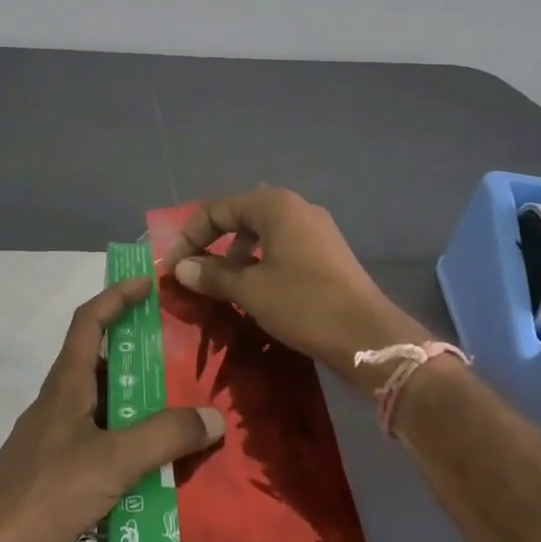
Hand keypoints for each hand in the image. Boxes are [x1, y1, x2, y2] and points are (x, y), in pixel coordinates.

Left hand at [0, 275, 224, 541]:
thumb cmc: (44, 492)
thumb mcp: (112, 460)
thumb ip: (164, 437)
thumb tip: (214, 417)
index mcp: (67, 383)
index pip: (89, 321)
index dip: (117, 296)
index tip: (148, 283)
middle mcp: (59, 403)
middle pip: (99, 362)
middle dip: (137, 355)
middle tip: (179, 359)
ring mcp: (54, 441)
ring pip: (102, 407)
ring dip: (136, 405)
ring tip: (178, 415)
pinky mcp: (54, 476)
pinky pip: (100, 444)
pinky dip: (127, 446)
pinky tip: (152, 471)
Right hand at [160, 185, 432, 390]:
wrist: (367, 336)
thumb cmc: (303, 304)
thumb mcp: (250, 290)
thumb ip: (213, 274)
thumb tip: (181, 267)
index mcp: (275, 205)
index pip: (218, 208)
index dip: (190, 235)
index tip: (173, 264)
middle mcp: (296, 207)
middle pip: (241, 214)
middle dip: (213, 240)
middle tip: (194, 269)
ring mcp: (316, 229)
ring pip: (263, 231)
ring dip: (237, 252)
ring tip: (222, 282)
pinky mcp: (328, 252)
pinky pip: (283, 245)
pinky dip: (261, 260)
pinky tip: (255, 288)